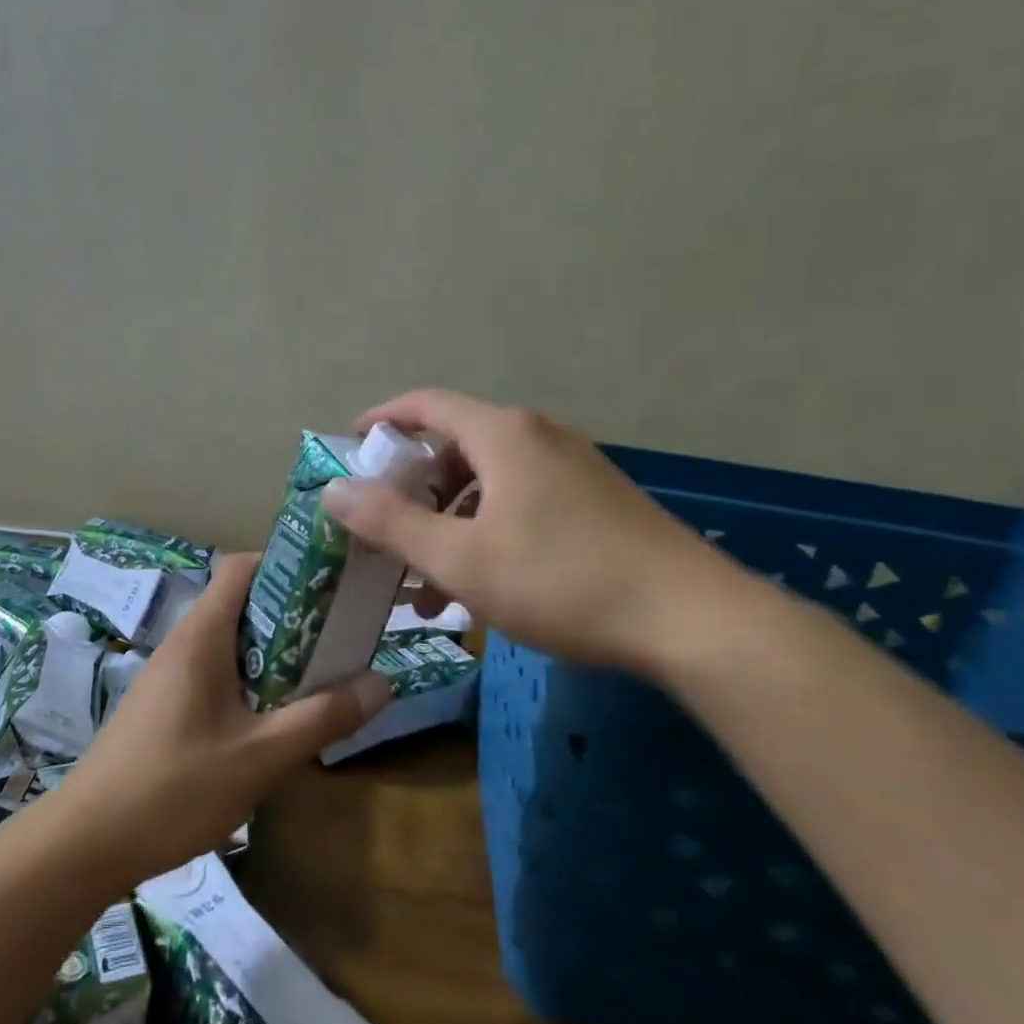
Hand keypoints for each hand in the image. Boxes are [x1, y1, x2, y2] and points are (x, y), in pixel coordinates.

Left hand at [52, 553, 390, 888]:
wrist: (86, 843)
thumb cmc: (174, 788)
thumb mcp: (260, 756)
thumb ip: (322, 718)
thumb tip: (383, 682)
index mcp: (202, 635)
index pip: (243, 567)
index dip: (287, 565)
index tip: (331, 587)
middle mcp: (184, 642)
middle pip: (243, 603)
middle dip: (293, 615)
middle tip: (341, 638)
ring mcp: (171, 675)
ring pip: (232, 643)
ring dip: (275, 653)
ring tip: (319, 677)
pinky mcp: (165, 705)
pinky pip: (217, 673)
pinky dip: (251, 681)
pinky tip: (273, 719)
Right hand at [321, 388, 743, 674]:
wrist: (690, 618)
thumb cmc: (560, 580)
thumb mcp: (460, 558)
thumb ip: (391, 522)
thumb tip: (332, 490)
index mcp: (503, 435)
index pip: (426, 404)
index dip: (383, 418)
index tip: (352, 444)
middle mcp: (538, 437)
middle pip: (456, 444)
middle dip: (413, 486)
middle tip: (384, 527)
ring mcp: (573, 467)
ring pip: (490, 481)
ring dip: (450, 520)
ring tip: (426, 580)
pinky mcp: (596, 500)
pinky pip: (522, 500)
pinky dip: (488, 529)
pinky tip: (482, 584)